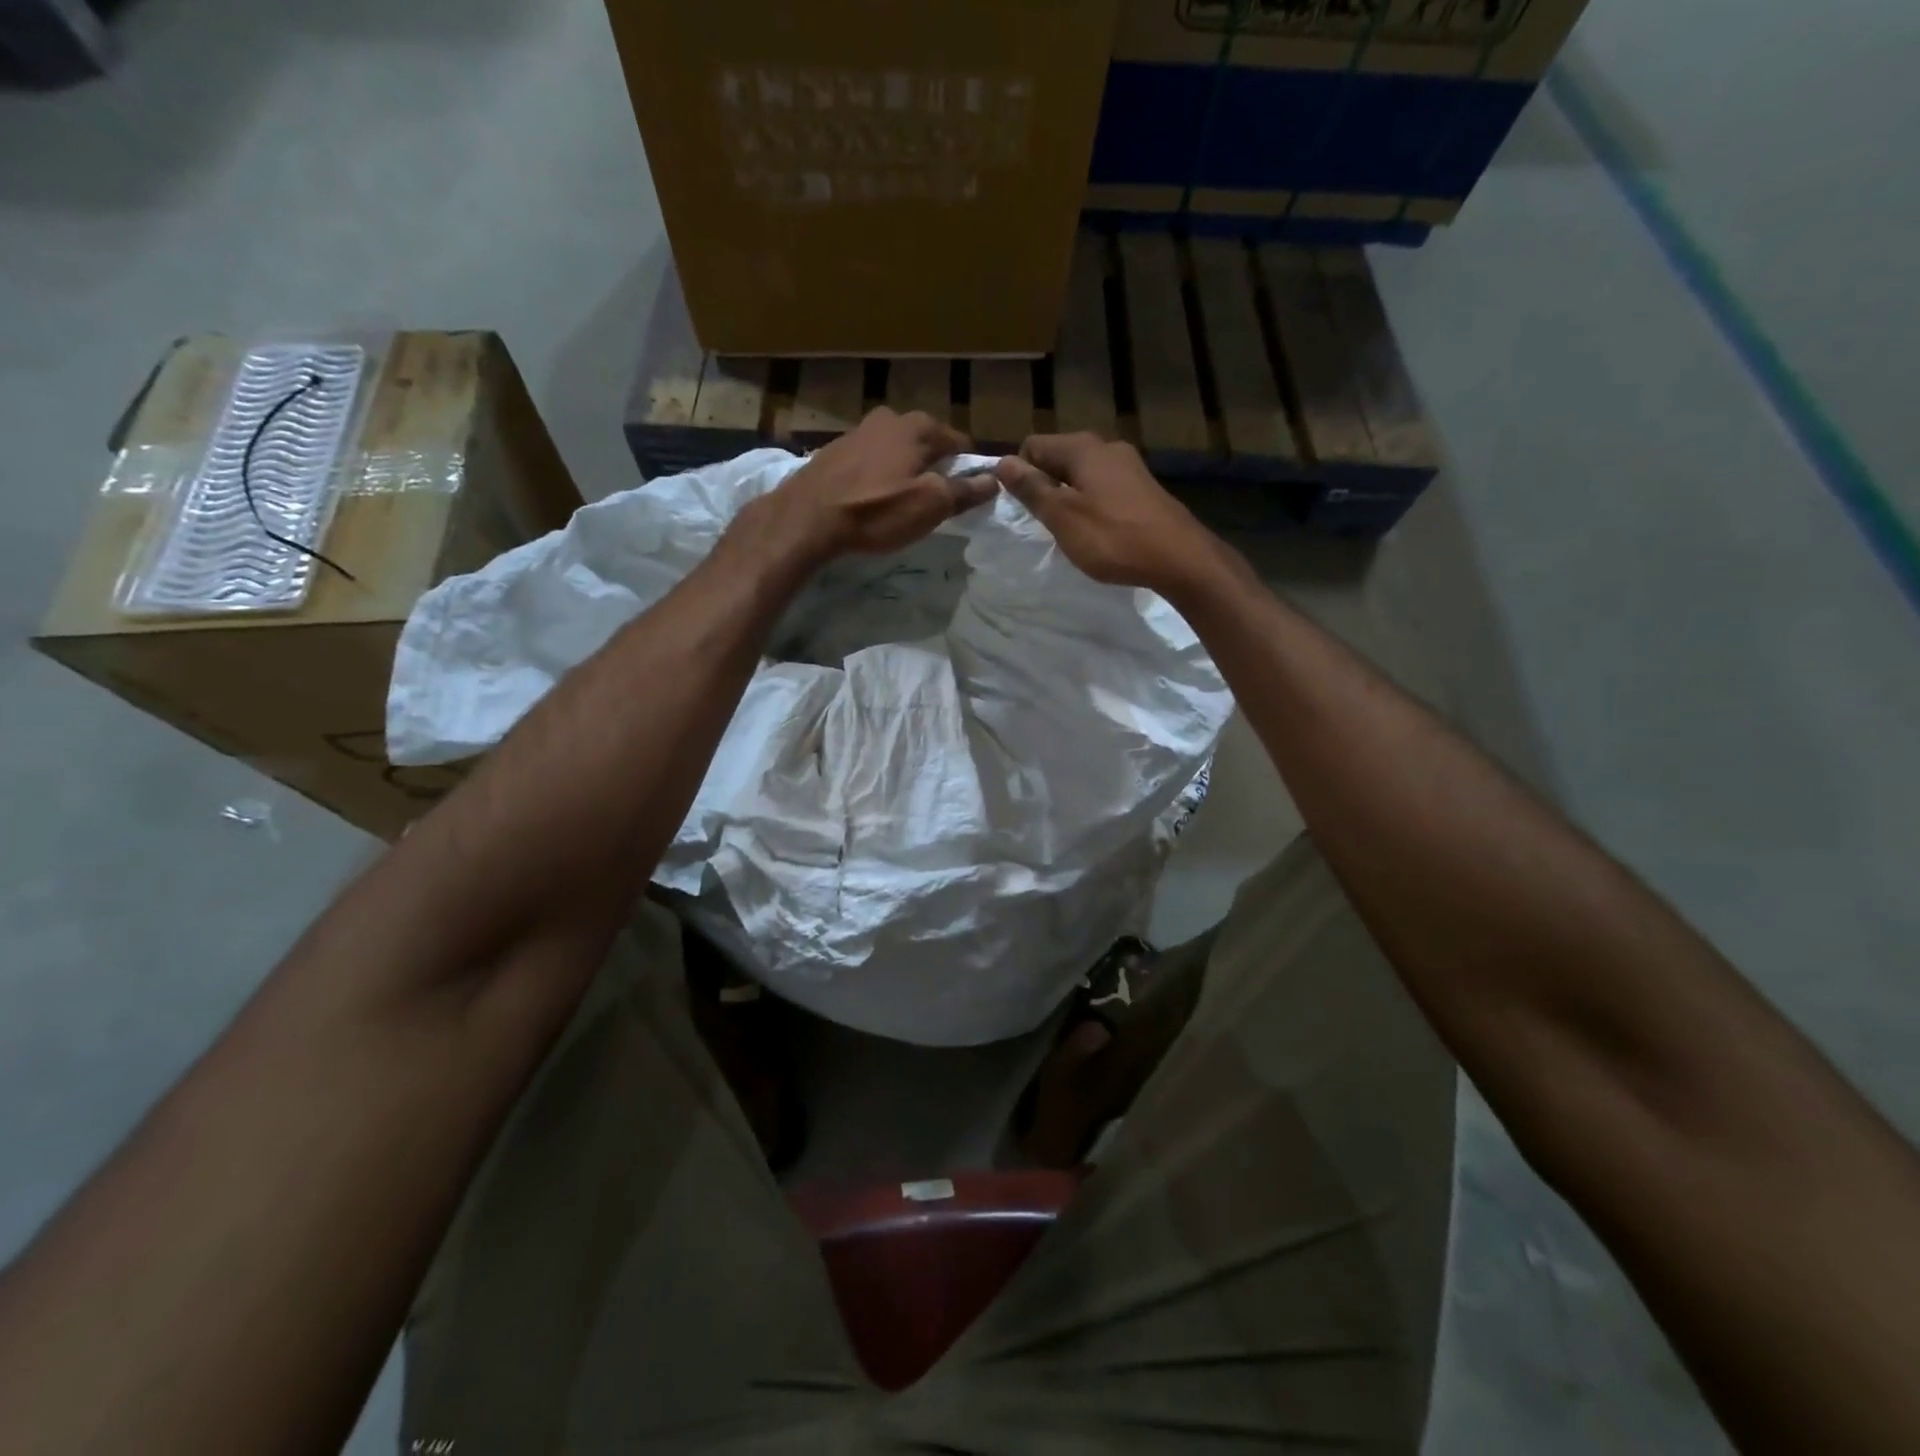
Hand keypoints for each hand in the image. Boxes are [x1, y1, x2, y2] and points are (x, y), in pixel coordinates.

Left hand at [758, 408, 997, 561]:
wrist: (808, 517)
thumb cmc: (877, 510)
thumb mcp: (931, 505)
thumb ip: (965, 491)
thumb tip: (995, 479)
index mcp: (919, 427)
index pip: (959, 442)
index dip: (967, 468)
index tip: (965, 493)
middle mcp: (890, 418)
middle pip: (926, 441)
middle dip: (934, 465)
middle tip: (933, 499)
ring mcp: (859, 430)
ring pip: (896, 448)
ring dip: (904, 468)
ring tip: (901, 499)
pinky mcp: (835, 449)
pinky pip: (870, 459)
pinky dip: (877, 473)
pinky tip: (872, 496)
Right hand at [994, 434, 1221, 594]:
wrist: (1179, 557)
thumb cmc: (1113, 537)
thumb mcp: (1063, 516)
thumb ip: (1032, 488)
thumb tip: (1003, 462)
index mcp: (1083, 448)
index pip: (1033, 445)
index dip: (1020, 473)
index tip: (1020, 507)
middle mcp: (1107, 447)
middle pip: (1059, 458)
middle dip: (1044, 485)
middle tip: (1042, 523)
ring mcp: (1129, 467)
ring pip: (1082, 474)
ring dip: (1068, 497)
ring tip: (1068, 531)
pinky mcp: (1143, 489)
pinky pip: (1104, 488)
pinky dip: (1092, 505)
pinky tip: (1097, 532)